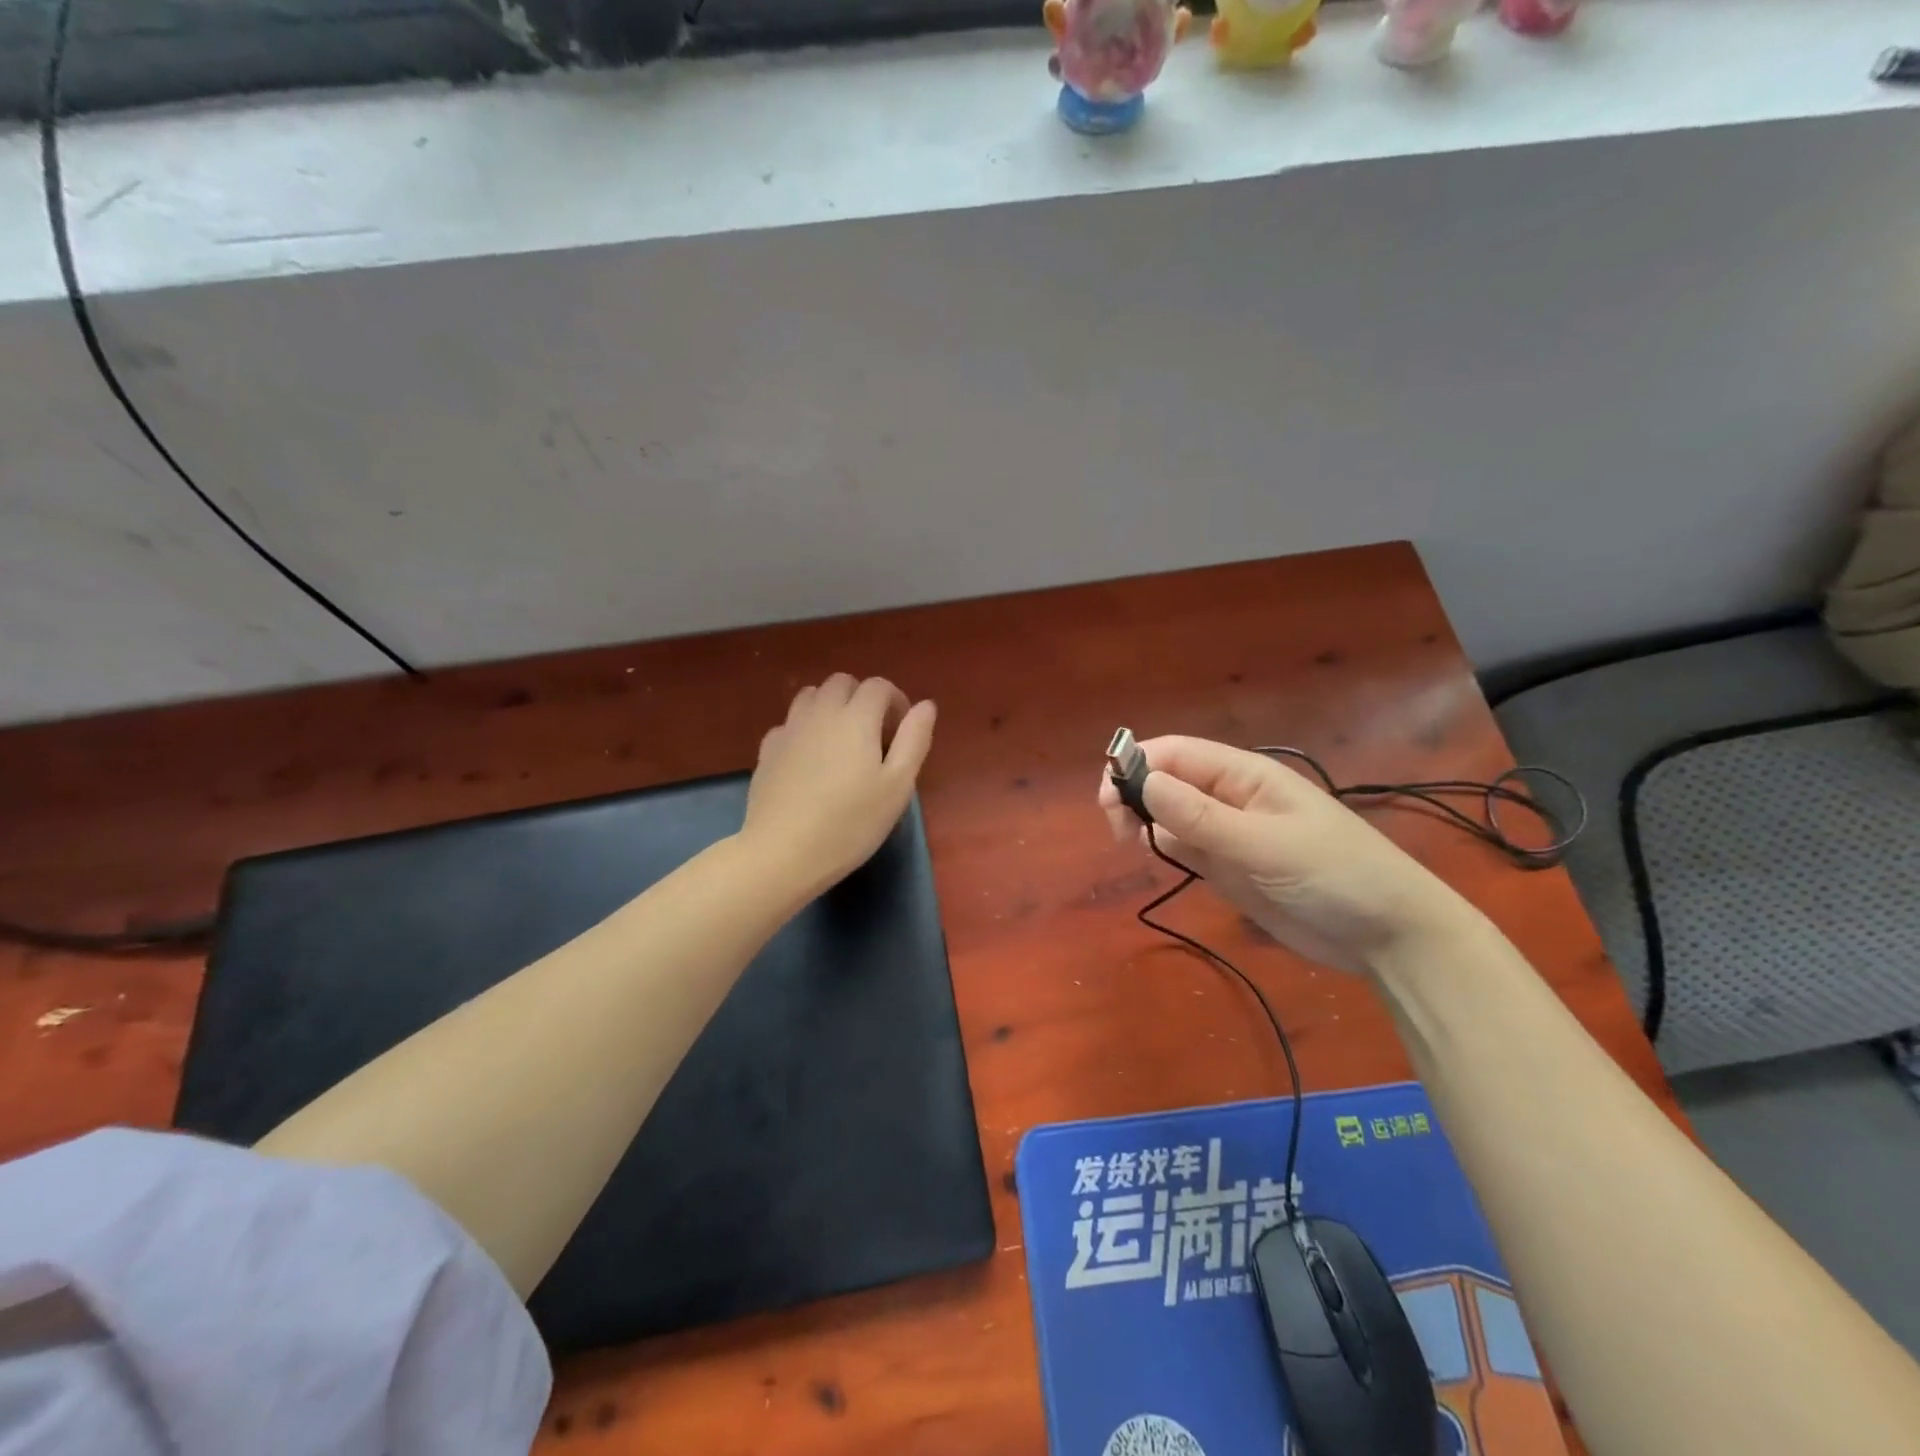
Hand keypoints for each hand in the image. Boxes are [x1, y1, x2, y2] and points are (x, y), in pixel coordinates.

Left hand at [743, 674, 936, 898]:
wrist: (783, 852)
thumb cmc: (851, 823)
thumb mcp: (897, 786)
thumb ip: (914, 740)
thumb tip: (926, 705)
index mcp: (856, 718)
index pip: (878, 686)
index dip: (895, 701)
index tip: (901, 732)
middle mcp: (820, 713)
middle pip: (842, 683)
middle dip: (862, 698)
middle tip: (873, 735)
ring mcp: (789, 729)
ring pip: (811, 696)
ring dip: (831, 707)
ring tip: (841, 742)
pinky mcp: (768, 750)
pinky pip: (789, 723)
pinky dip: (805, 729)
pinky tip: (810, 760)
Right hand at [1098, 736, 1471, 973]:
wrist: (1388, 936)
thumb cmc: (1335, 875)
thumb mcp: (1265, 844)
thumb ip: (1202, 817)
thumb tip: (1143, 781)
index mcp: (1245, 775)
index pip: (1177, 754)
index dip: (1137, 765)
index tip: (1107, 798)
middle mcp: (1231, 797)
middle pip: (1168, 780)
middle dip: (1134, 793)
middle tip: (1117, 830)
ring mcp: (1228, 833)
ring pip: (1170, 814)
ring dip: (1144, 820)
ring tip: (1128, 843)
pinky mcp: (1229, 867)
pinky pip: (1184, 846)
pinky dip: (1163, 847)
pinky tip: (1153, 858)